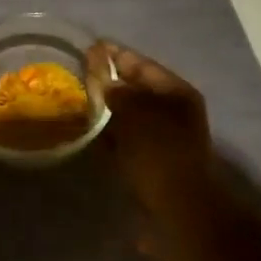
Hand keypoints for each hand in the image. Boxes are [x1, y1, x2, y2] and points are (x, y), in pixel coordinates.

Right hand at [86, 41, 212, 211]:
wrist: (180, 212)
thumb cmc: (160, 154)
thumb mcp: (136, 115)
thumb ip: (118, 92)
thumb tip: (107, 82)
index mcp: (176, 93)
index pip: (142, 65)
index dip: (116, 55)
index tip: (89, 48)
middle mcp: (174, 111)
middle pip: (137, 90)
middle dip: (111, 82)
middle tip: (80, 75)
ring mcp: (165, 139)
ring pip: (131, 115)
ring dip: (109, 109)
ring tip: (80, 101)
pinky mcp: (153, 163)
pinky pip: (128, 139)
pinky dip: (112, 135)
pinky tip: (91, 133)